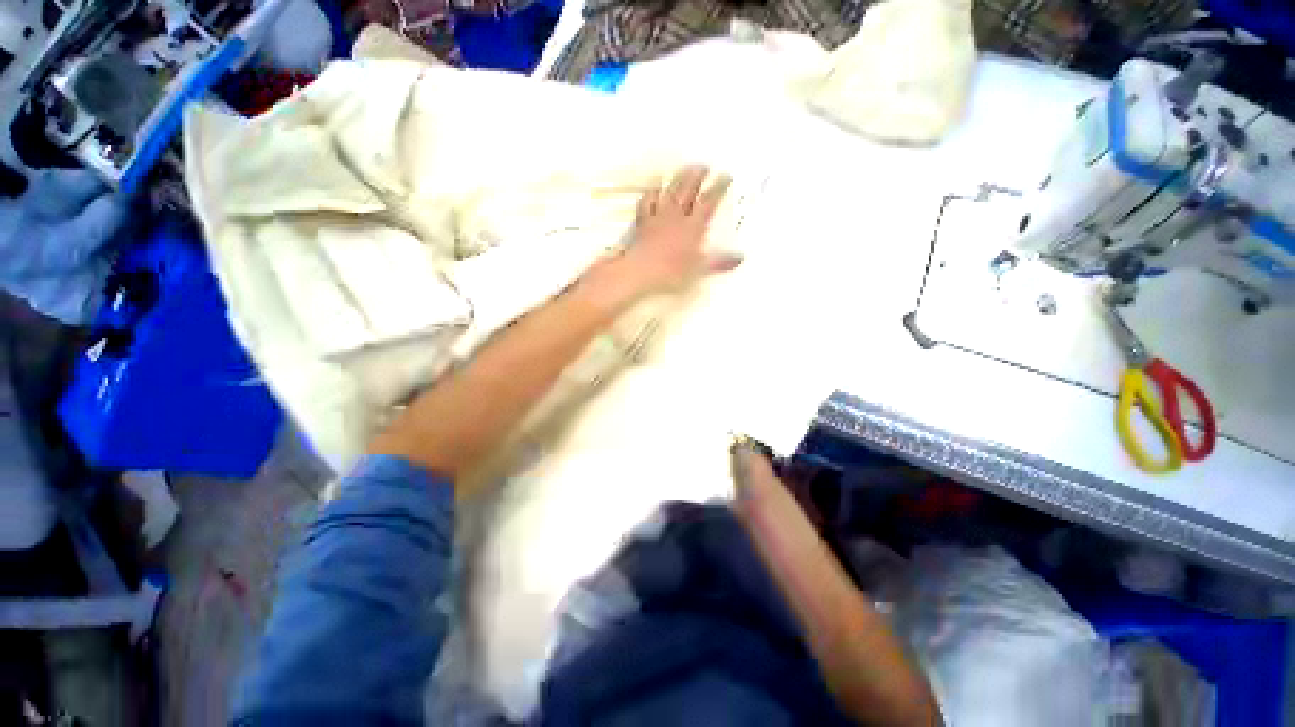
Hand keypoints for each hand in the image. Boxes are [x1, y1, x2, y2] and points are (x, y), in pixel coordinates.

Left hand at [605, 165, 741, 300]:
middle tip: (704, 165)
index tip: (725, 176)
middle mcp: (677, 217)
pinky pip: (647, 203)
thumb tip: (741, 258)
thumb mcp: (700, 269)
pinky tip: (654, 190)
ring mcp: (658, 217)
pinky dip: (651, 194)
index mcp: (693, 227)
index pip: (708, 202)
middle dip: (697, 176)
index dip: (717, 188)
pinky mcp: (643, 222)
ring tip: (684, 168)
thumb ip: (719, 262)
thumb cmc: (673, 271)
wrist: (642, 270)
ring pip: (670, 193)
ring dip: (678, 179)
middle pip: (688, 191)